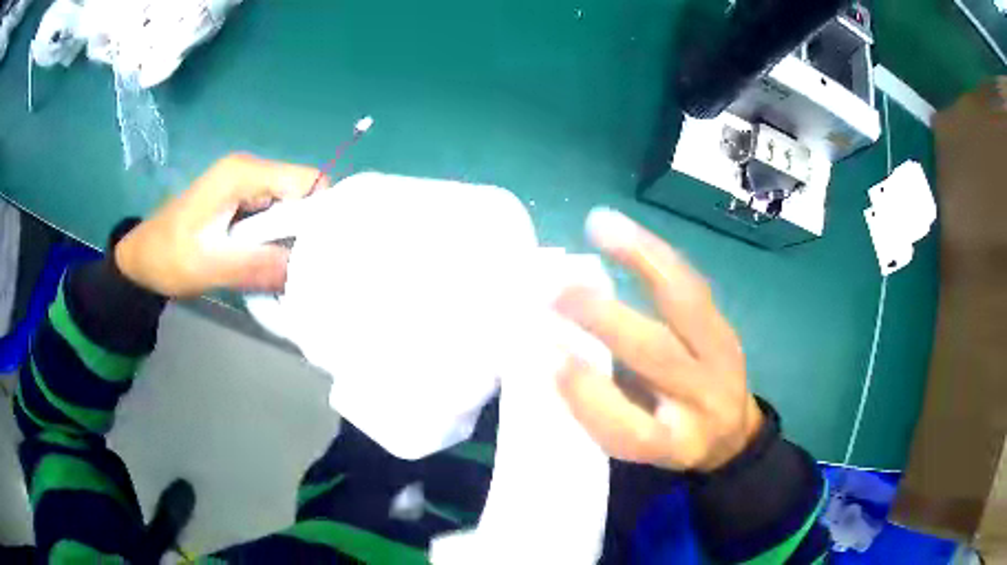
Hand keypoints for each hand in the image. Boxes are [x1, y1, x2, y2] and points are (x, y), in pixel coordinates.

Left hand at [115, 154, 325, 297]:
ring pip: (291, 207)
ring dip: (292, 239)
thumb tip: (305, 271)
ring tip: (287, 271)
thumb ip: (255, 265)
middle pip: (302, 193)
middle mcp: (250, 171)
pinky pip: (274, 217)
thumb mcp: (208, 266)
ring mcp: (246, 186)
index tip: (323, 253)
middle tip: (304, 270)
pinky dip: (277, 241)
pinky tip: (270, 263)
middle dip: (308, 230)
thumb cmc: (167, 257)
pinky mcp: (242, 202)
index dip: (322, 213)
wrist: (141, 258)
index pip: (307, 180)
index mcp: (243, 174)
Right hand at [555, 209, 762, 471]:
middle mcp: (704, 400)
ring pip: (686, 302)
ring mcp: (723, 356)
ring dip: (640, 260)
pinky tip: (621, 229)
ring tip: (600, 226)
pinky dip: (654, 253)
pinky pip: (690, 282)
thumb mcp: (639, 443)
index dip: (591, 399)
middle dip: (606, 320)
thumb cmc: (671, 438)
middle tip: (558, 293)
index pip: (634, 430)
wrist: (732, 431)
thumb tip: (555, 353)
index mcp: (675, 443)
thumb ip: (606, 409)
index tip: (550, 361)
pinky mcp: (725, 325)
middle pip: (659, 357)